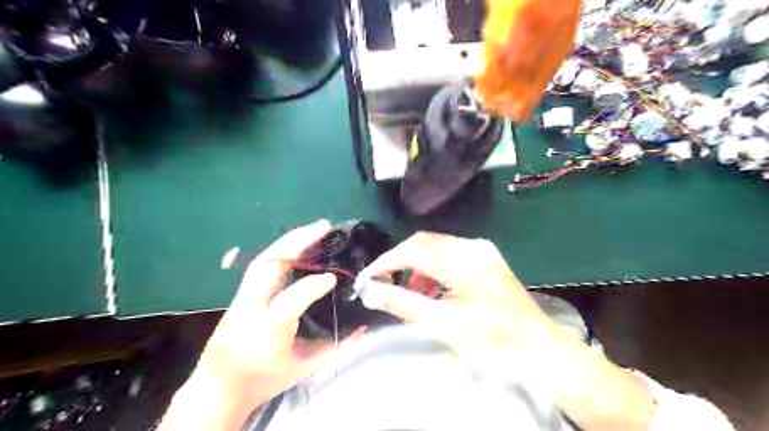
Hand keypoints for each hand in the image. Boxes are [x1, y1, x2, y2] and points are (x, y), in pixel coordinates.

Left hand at [159, 220, 366, 428]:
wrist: (219, 388)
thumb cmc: (263, 377)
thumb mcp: (303, 369)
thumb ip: (335, 350)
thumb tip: (362, 330)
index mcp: (266, 332)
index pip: (289, 302)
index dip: (312, 286)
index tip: (333, 278)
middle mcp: (250, 309)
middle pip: (269, 265)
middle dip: (298, 241)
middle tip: (324, 226)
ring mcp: (242, 298)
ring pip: (264, 259)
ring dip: (290, 240)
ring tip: (314, 229)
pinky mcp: (241, 293)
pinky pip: (261, 264)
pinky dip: (282, 250)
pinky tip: (297, 245)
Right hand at [358, 232, 555, 359]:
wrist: (539, 348)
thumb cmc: (491, 339)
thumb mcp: (442, 323)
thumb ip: (401, 303)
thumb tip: (368, 290)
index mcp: (463, 259)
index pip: (413, 250)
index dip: (385, 262)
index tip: (366, 278)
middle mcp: (472, 246)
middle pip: (423, 244)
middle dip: (399, 262)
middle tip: (381, 283)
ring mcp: (480, 251)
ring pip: (436, 249)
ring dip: (416, 266)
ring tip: (407, 292)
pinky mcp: (485, 259)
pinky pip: (450, 256)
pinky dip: (433, 270)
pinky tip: (430, 290)